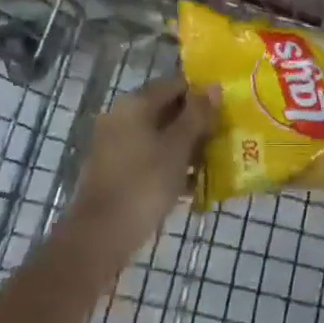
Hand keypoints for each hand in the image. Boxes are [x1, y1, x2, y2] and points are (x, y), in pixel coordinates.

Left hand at [66, 76, 216, 264]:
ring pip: (158, 136)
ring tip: (212, 162)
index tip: (225, 111)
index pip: (175, 84)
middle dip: (195, 123)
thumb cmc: (143, 184)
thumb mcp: (178, 148)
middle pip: (166, 109)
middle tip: (223, 137)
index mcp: (135, 104)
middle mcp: (121, 117)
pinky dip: (169, 165)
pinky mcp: (114, 171)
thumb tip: (214, 86)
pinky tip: (191, 184)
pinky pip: (148, 158)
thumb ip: (197, 115)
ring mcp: (115, 145)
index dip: (202, 94)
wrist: (99, 238)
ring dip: (185, 146)